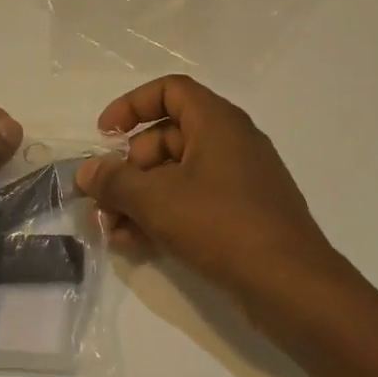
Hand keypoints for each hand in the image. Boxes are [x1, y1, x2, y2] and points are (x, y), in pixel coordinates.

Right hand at [77, 76, 341, 298]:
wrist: (291, 285)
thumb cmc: (221, 225)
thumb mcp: (156, 200)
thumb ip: (114, 181)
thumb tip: (86, 172)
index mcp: (217, 122)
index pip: (170, 91)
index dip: (132, 106)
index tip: (104, 135)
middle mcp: (230, 143)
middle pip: (166, 137)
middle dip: (128, 168)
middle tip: (103, 198)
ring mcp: (239, 181)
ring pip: (176, 176)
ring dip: (139, 198)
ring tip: (112, 229)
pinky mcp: (242, 215)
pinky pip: (192, 203)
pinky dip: (163, 216)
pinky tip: (134, 244)